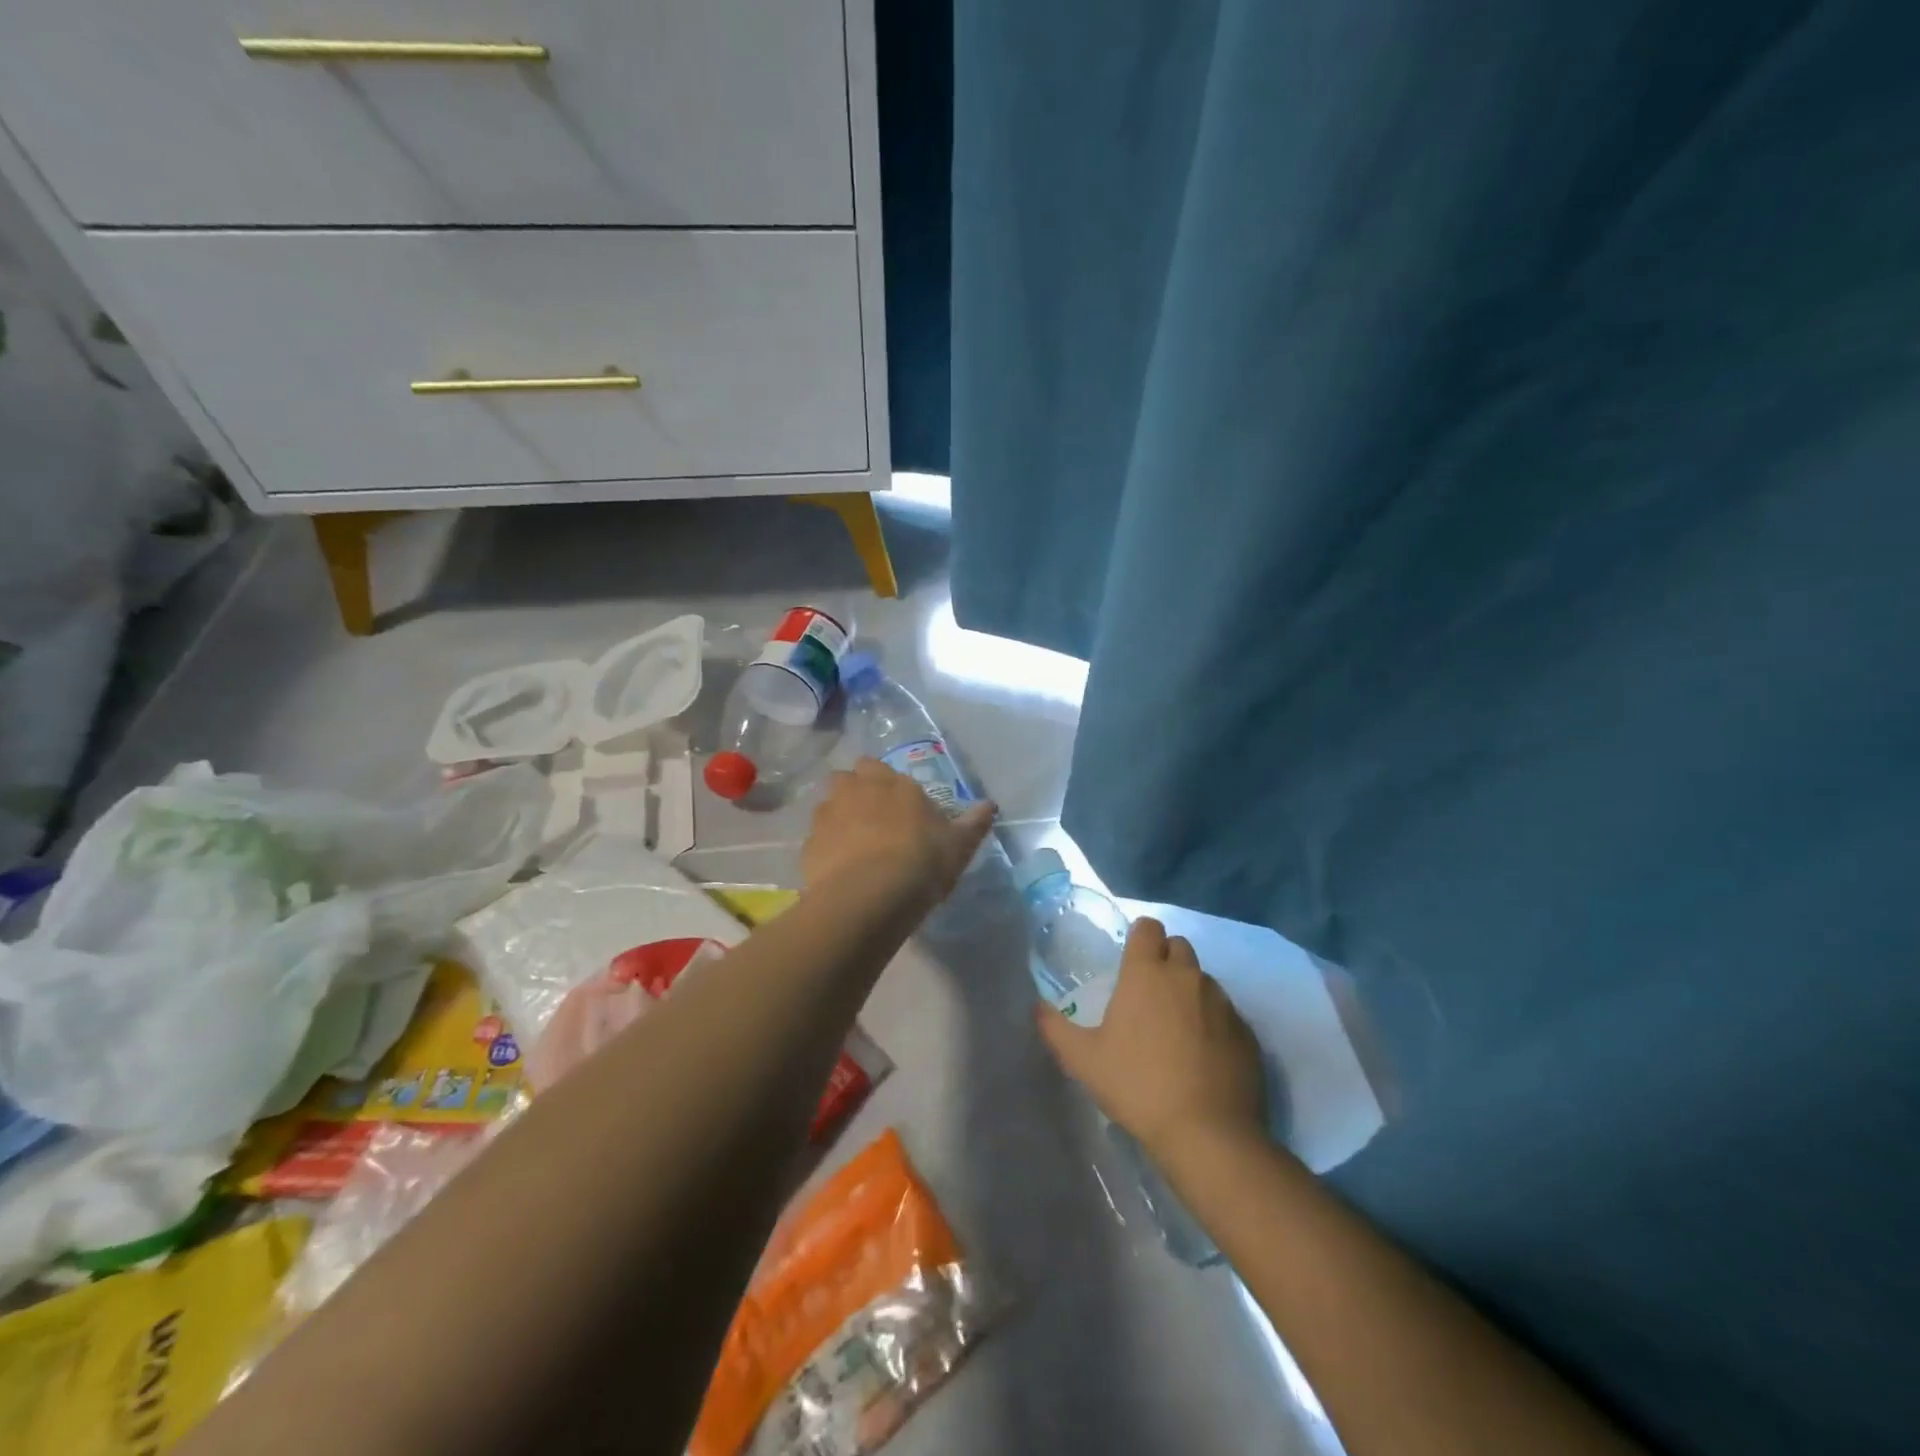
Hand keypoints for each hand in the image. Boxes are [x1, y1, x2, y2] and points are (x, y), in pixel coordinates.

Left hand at [802, 758, 996, 904]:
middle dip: (854, 792)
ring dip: (838, 819)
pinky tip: (840, 872)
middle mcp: (854, 789)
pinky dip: (826, 851)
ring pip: (827, 807)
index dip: (883, 783)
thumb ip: (974, 822)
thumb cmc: (922, 861)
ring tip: (854, 848)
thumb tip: (990, 805)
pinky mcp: (808, 846)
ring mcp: (826, 816)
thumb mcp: (959, 844)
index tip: (896, 804)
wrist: (871, 896)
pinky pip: (817, 841)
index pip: (876, 766)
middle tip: (871, 820)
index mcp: (890, 782)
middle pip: (846, 779)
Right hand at [1037, 918, 1266, 1157]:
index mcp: (1147, 973)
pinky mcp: (1247, 1032)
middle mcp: (1187, 976)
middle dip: (1165, 959)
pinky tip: (1204, 1055)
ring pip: (1204, 979)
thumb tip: (1036, 1007)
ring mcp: (1223, 1003)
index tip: (1130, 961)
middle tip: (1149, 994)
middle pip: (1179, 946)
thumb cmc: (1138, 1086)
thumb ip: (1055, 1028)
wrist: (1208, 1133)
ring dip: (1190, 991)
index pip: (1148, 927)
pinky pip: (1227, 1012)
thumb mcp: (1083, 1060)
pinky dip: (1214, 1022)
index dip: (1139, 937)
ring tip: (1177, 1028)